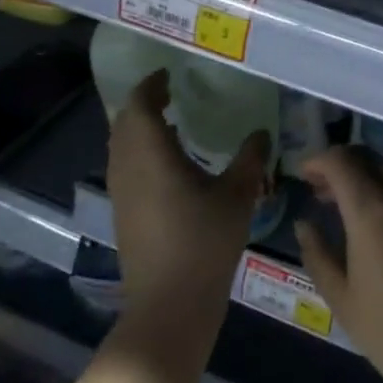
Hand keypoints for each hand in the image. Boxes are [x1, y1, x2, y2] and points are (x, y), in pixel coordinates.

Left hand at [108, 69, 268, 331]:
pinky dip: (140, 153)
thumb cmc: (204, 243)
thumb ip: (250, 159)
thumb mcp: (238, 196)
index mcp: (151, 156)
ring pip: (120, 148)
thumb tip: (261, 132)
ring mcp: (121, 195)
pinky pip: (125, 168)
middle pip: (124, 125)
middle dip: (142, 105)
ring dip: (139, 130)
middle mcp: (128, 170)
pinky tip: (169, 164)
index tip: (169, 75)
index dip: (150, 86)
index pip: (138, 107)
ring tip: (170, 124)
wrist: (169, 306)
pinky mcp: (123, 216)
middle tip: (170, 94)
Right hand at [295, 147, 382, 382]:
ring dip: (362, 175)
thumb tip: (304, 223)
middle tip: (318, 188)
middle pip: (366, 157)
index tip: (302, 175)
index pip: (341, 161)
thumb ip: (316, 251)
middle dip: (339, 164)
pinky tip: (372, 218)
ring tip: (341, 204)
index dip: (318, 160)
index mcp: (370, 208)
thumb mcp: (338, 293)